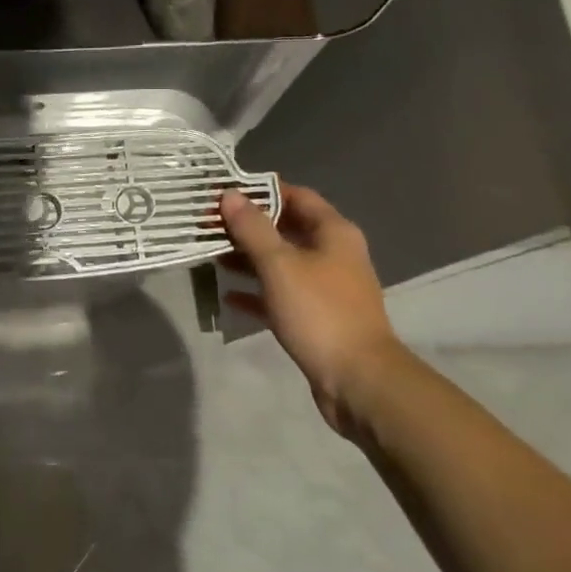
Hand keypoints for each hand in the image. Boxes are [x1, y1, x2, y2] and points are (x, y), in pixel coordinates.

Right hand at [220, 184, 402, 433]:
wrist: (359, 381)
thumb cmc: (320, 311)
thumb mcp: (279, 264)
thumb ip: (252, 228)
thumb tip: (230, 195)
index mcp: (333, 232)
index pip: (296, 196)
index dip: (261, 190)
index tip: (226, 191)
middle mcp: (334, 254)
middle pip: (286, 228)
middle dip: (249, 226)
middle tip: (210, 224)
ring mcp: (327, 287)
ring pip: (282, 262)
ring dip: (249, 258)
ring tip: (212, 256)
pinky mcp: (318, 318)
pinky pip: (282, 295)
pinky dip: (258, 292)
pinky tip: (229, 296)